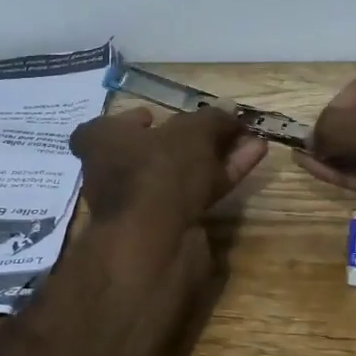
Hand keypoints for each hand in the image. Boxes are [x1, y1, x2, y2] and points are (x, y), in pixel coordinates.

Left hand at [71, 106, 267, 229]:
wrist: (156, 244)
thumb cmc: (159, 170)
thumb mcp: (191, 132)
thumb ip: (212, 119)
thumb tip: (229, 112)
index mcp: (101, 143)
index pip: (105, 127)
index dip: (131, 120)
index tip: (155, 116)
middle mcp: (113, 174)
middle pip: (152, 151)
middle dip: (189, 139)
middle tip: (219, 127)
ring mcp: (141, 204)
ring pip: (180, 173)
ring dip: (215, 156)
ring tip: (250, 140)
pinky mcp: (168, 227)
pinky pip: (198, 193)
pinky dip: (223, 175)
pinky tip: (254, 157)